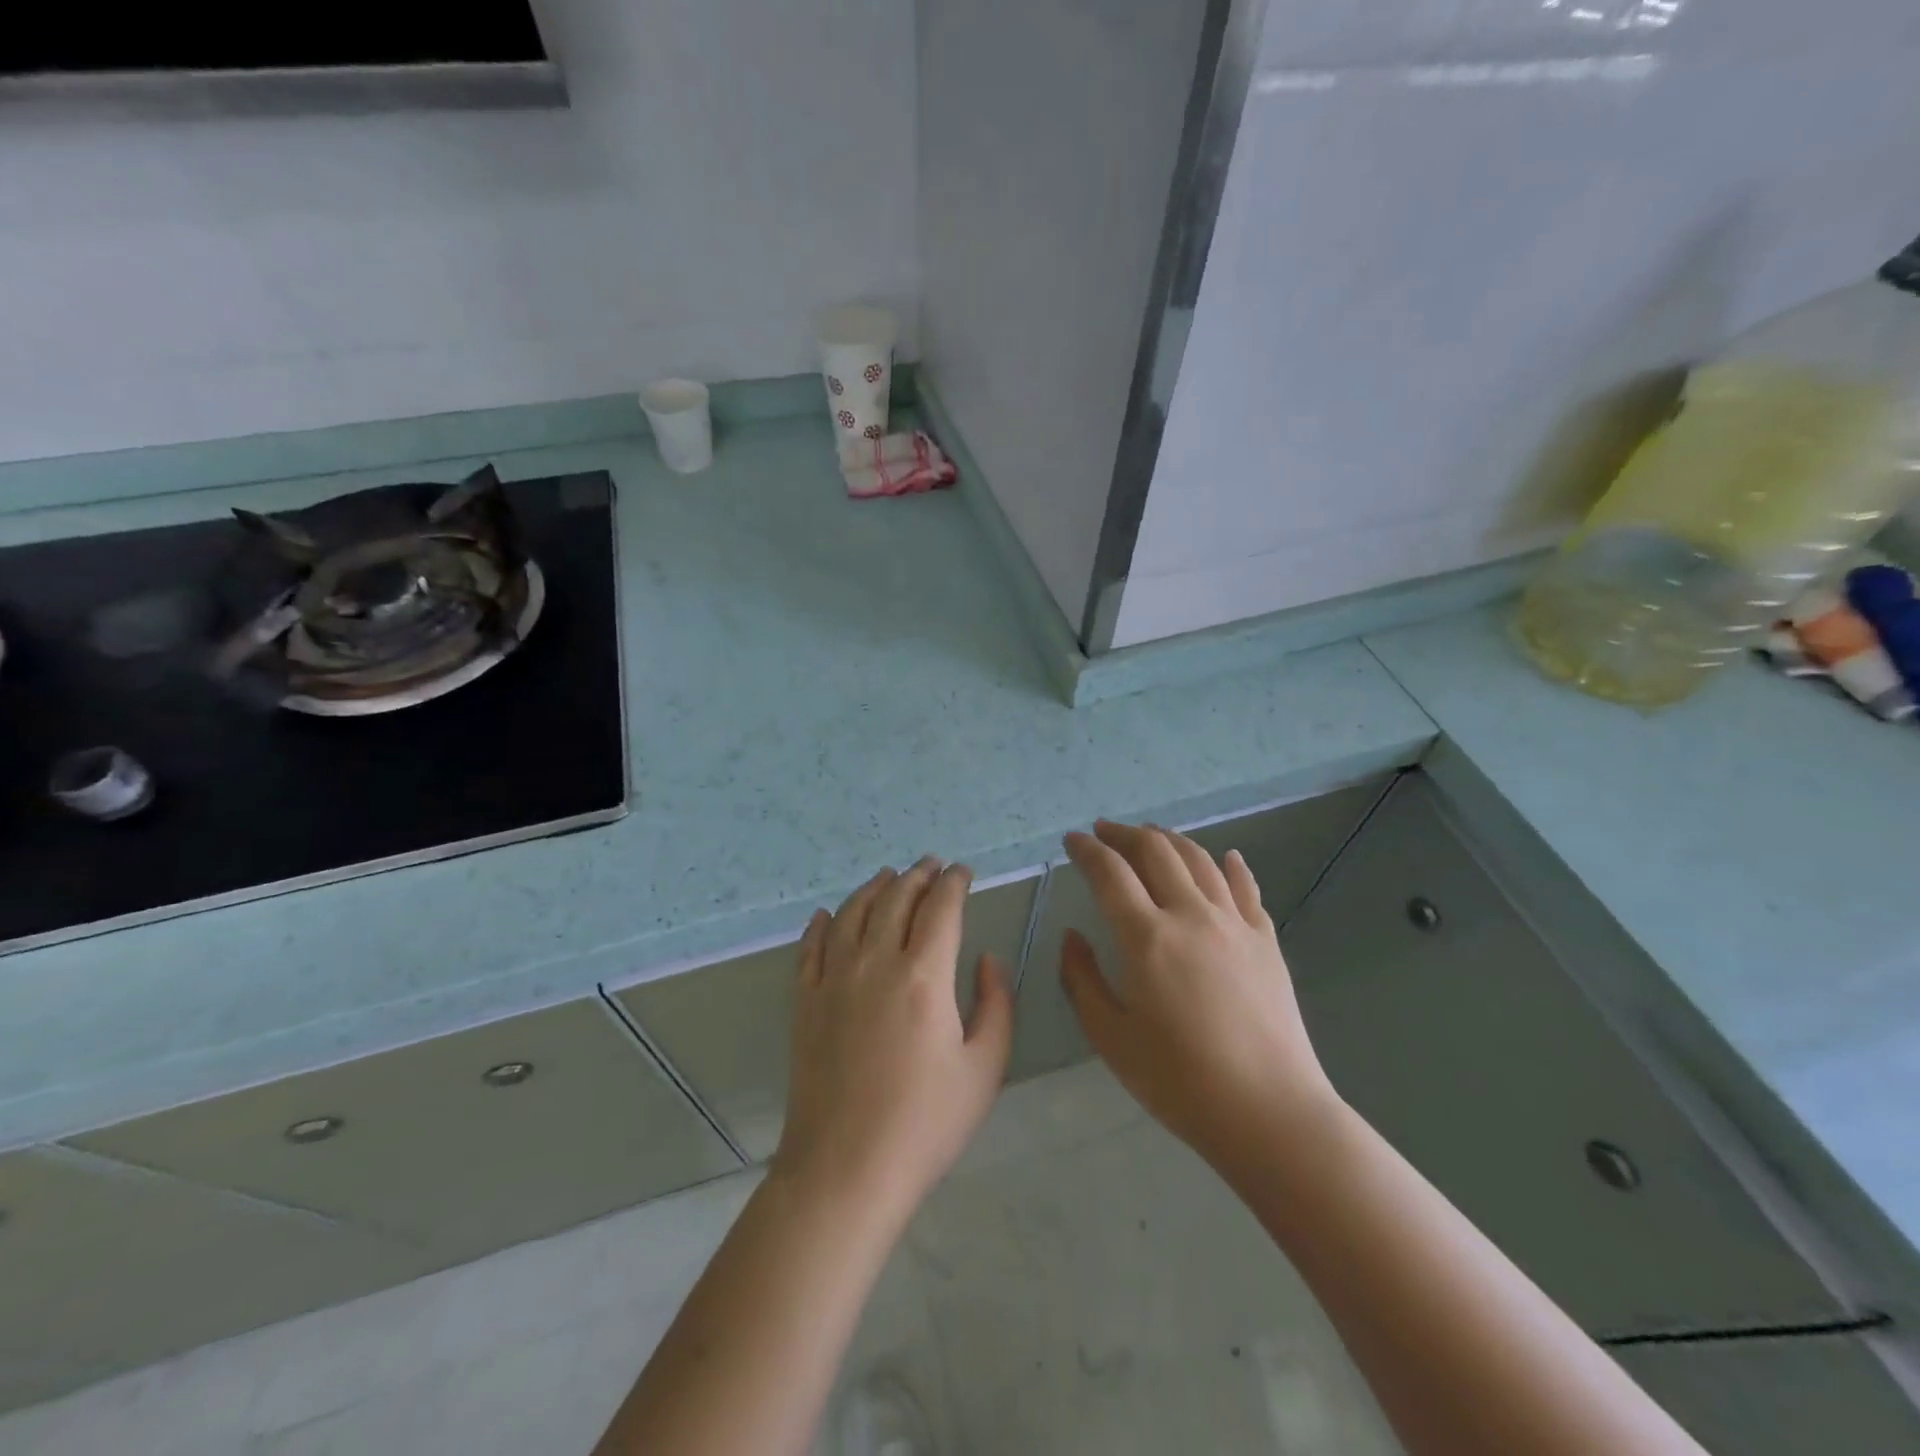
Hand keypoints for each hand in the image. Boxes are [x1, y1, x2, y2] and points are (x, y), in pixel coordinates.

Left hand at [772, 858, 1013, 1218]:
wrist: (845, 1168)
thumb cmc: (925, 1122)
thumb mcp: (984, 1067)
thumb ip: (995, 1003)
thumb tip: (987, 958)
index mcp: (924, 975)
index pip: (941, 907)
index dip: (955, 883)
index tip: (964, 872)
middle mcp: (875, 962)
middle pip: (896, 899)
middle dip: (918, 875)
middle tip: (931, 865)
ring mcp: (833, 979)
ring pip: (852, 913)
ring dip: (873, 888)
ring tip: (888, 876)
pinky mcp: (805, 1001)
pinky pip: (810, 947)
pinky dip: (821, 924)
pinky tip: (826, 915)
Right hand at [1060, 821, 1340, 1175]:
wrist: (1270, 1111)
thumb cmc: (1180, 1080)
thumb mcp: (1111, 1037)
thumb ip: (1082, 979)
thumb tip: (1073, 937)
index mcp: (1146, 937)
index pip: (1110, 873)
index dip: (1086, 850)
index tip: (1071, 840)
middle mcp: (1190, 915)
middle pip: (1155, 851)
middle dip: (1124, 834)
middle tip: (1104, 832)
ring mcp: (1234, 924)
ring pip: (1199, 860)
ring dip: (1170, 839)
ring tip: (1151, 834)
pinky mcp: (1266, 941)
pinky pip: (1246, 888)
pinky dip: (1231, 866)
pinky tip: (1227, 856)